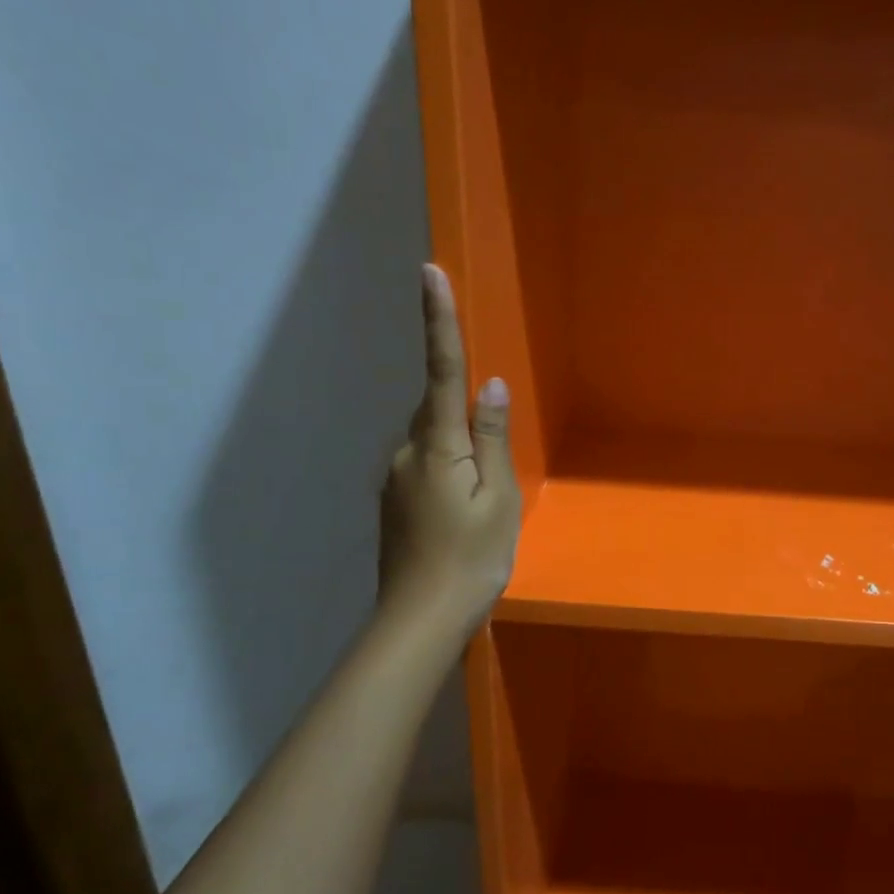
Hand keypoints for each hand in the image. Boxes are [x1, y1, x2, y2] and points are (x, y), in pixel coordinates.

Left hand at [379, 264, 520, 622]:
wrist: (419, 622)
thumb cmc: (471, 559)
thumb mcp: (498, 499)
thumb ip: (493, 439)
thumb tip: (491, 386)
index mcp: (437, 445)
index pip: (440, 369)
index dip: (437, 319)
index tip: (428, 271)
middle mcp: (406, 452)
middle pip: (438, 410)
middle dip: (466, 413)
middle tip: (494, 467)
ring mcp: (395, 479)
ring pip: (433, 442)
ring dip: (460, 451)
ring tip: (483, 502)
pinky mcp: (394, 502)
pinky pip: (426, 467)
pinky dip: (449, 472)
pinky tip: (463, 512)